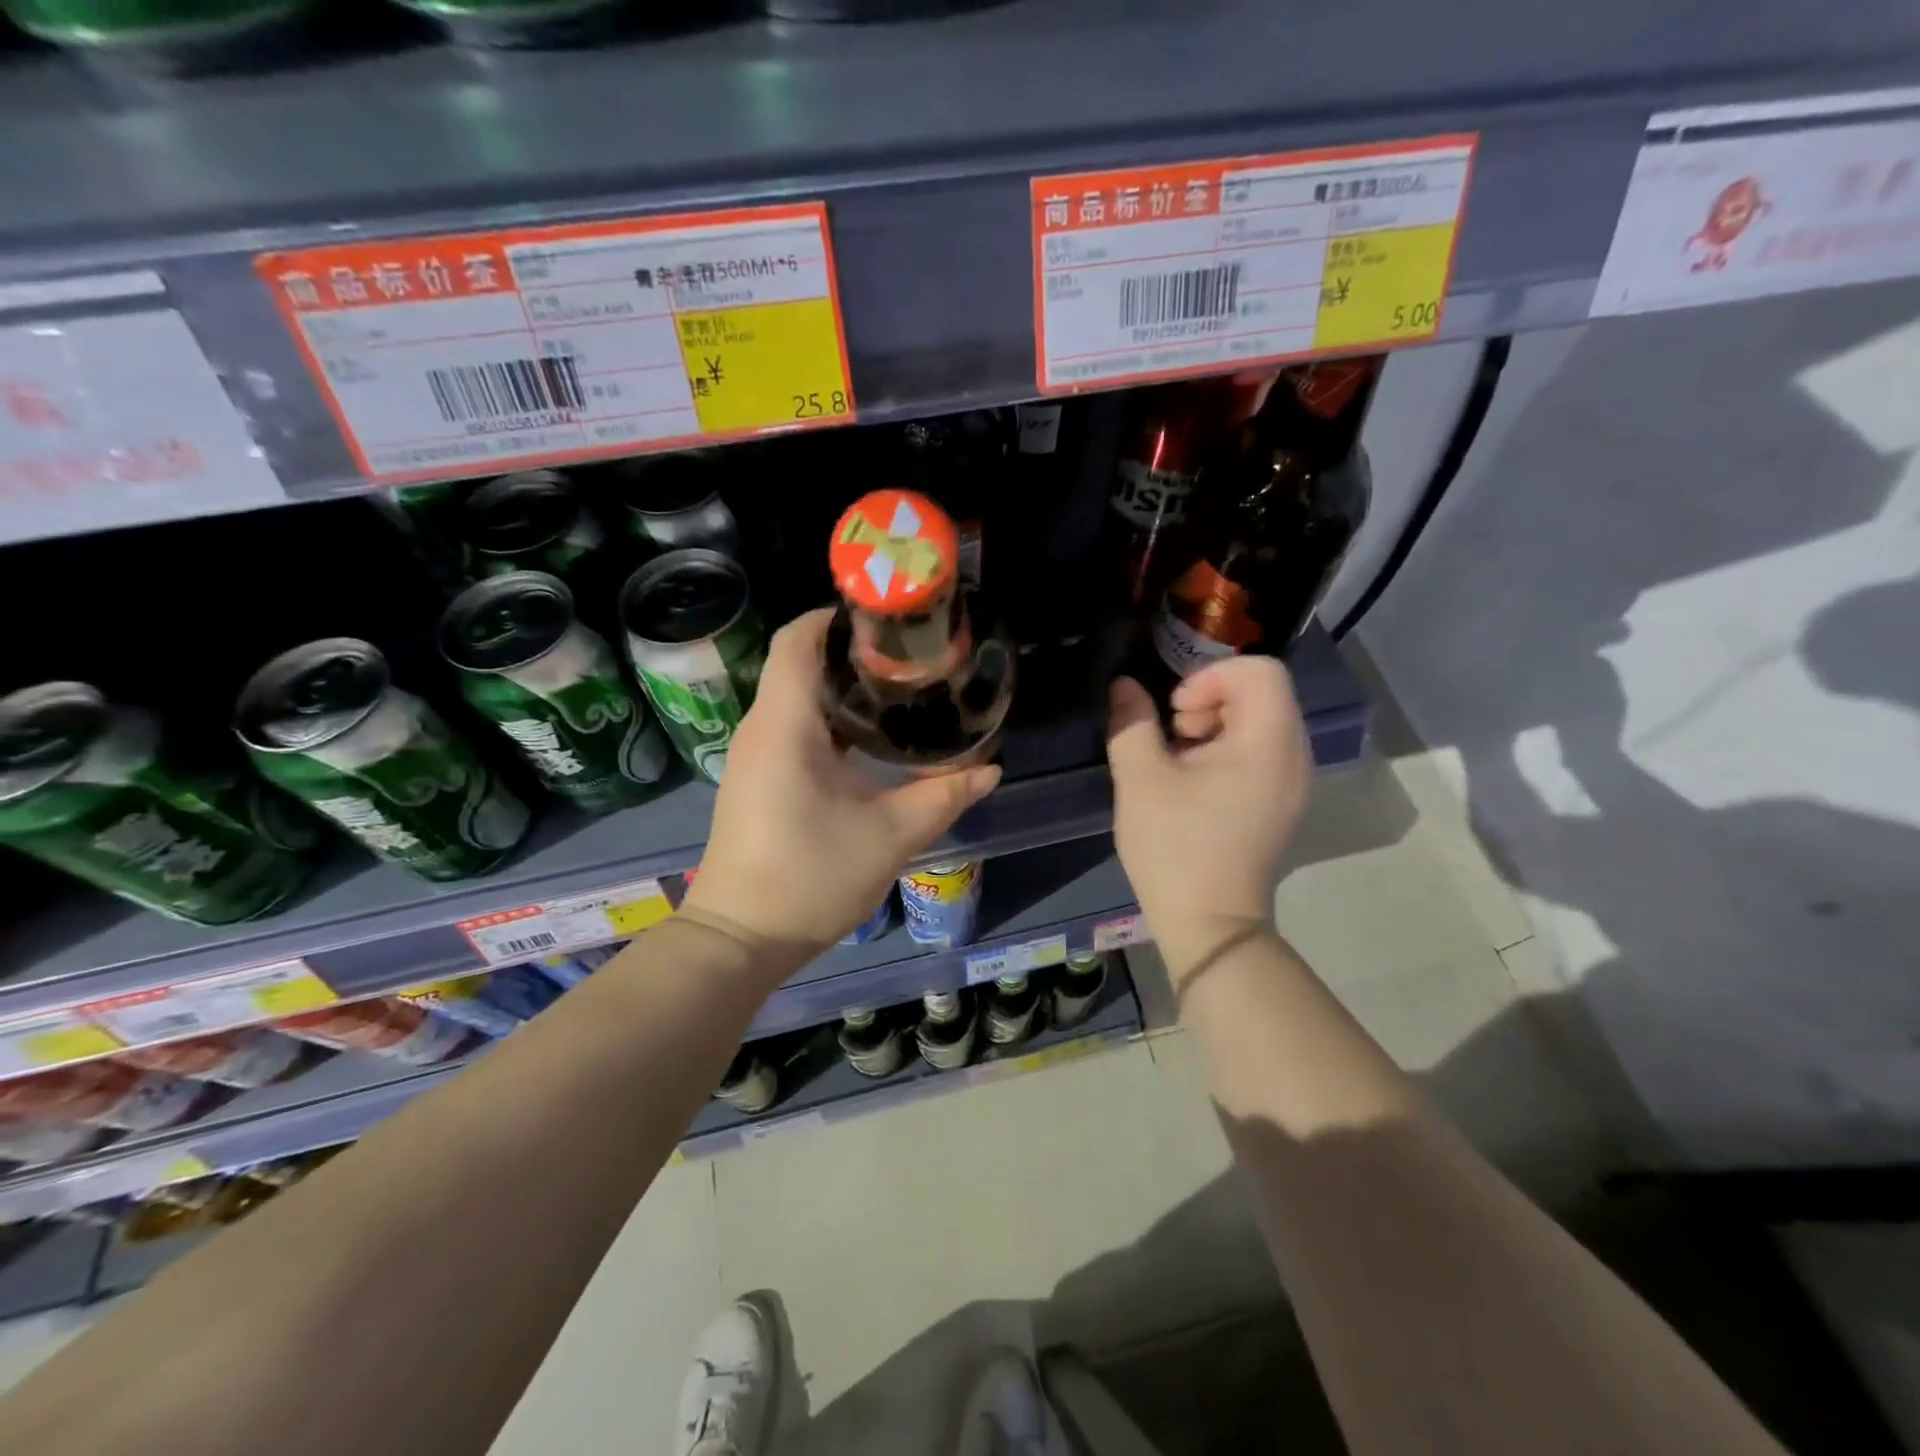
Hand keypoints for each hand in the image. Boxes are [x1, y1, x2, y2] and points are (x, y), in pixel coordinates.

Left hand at [683, 608, 1000, 954]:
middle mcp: (762, 729)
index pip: (798, 639)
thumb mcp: (890, 836)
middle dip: (852, 653)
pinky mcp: (759, 779)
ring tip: (900, 691)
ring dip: (842, 688)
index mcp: (785, 725)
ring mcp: (755, 755)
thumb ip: (944, 796)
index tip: (889, 623)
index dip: (837, 618)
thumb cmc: (809, 878)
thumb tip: (991, 769)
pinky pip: (793, 727)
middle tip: (910, 657)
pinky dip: (830, 719)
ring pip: (797, 696)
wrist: (741, 939)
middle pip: (800, 662)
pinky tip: (870, 740)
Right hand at [1106, 657, 1310, 975]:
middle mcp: (1294, 756)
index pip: (1259, 670)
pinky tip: (1195, 783)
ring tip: (1179, 761)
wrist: (1210, 924)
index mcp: (1268, 743)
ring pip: (1261, 721)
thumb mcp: (1140, 780)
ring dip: (1215, 725)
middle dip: (1210, 700)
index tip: (1175, 711)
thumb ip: (1132, 724)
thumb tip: (1124, 686)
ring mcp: (1293, 782)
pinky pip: (1262, 752)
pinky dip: (1228, 750)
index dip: (1210, 676)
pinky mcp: (1283, 803)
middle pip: (1262, 693)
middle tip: (1174, 736)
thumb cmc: (1175, 848)